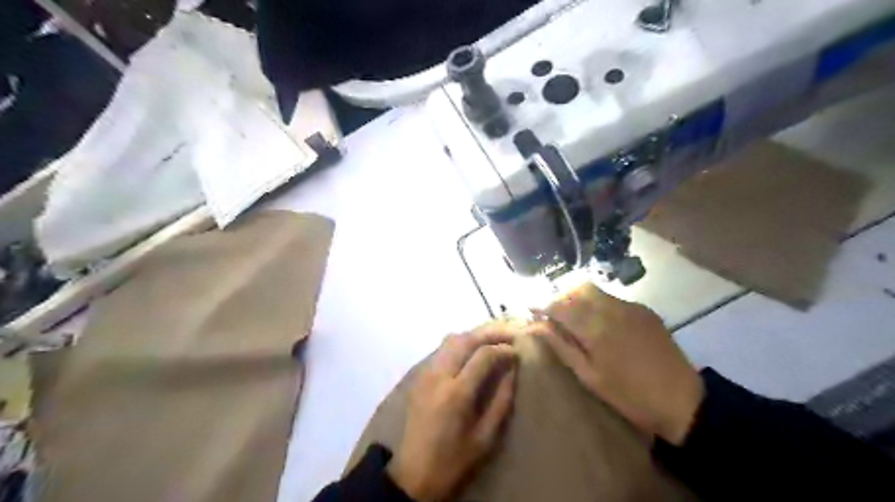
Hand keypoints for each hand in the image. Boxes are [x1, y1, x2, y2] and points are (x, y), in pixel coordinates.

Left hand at [392, 323, 521, 500]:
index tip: (517, 351)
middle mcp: (439, 376)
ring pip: (451, 339)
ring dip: (474, 335)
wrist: (413, 473)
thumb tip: (512, 369)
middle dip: (490, 332)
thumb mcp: (486, 437)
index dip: (503, 348)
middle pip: (465, 339)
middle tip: (509, 335)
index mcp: (457, 393)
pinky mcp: (419, 377)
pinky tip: (472, 352)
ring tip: (493, 340)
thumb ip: (502, 399)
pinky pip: (441, 349)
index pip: (483, 355)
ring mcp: (426, 374)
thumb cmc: (454, 460)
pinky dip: (460, 343)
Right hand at [535, 284, 701, 444]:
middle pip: (578, 289)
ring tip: (577, 321)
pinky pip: (613, 299)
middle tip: (555, 317)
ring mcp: (631, 306)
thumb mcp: (588, 375)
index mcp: (595, 326)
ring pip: (596, 291)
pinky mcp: (645, 310)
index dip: (542, 305)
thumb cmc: (629, 395)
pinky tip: (603, 326)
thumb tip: (534, 325)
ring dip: (580, 300)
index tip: (531, 311)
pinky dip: (599, 305)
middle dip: (562, 298)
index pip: (559, 305)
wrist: (682, 401)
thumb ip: (561, 345)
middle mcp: (612, 308)